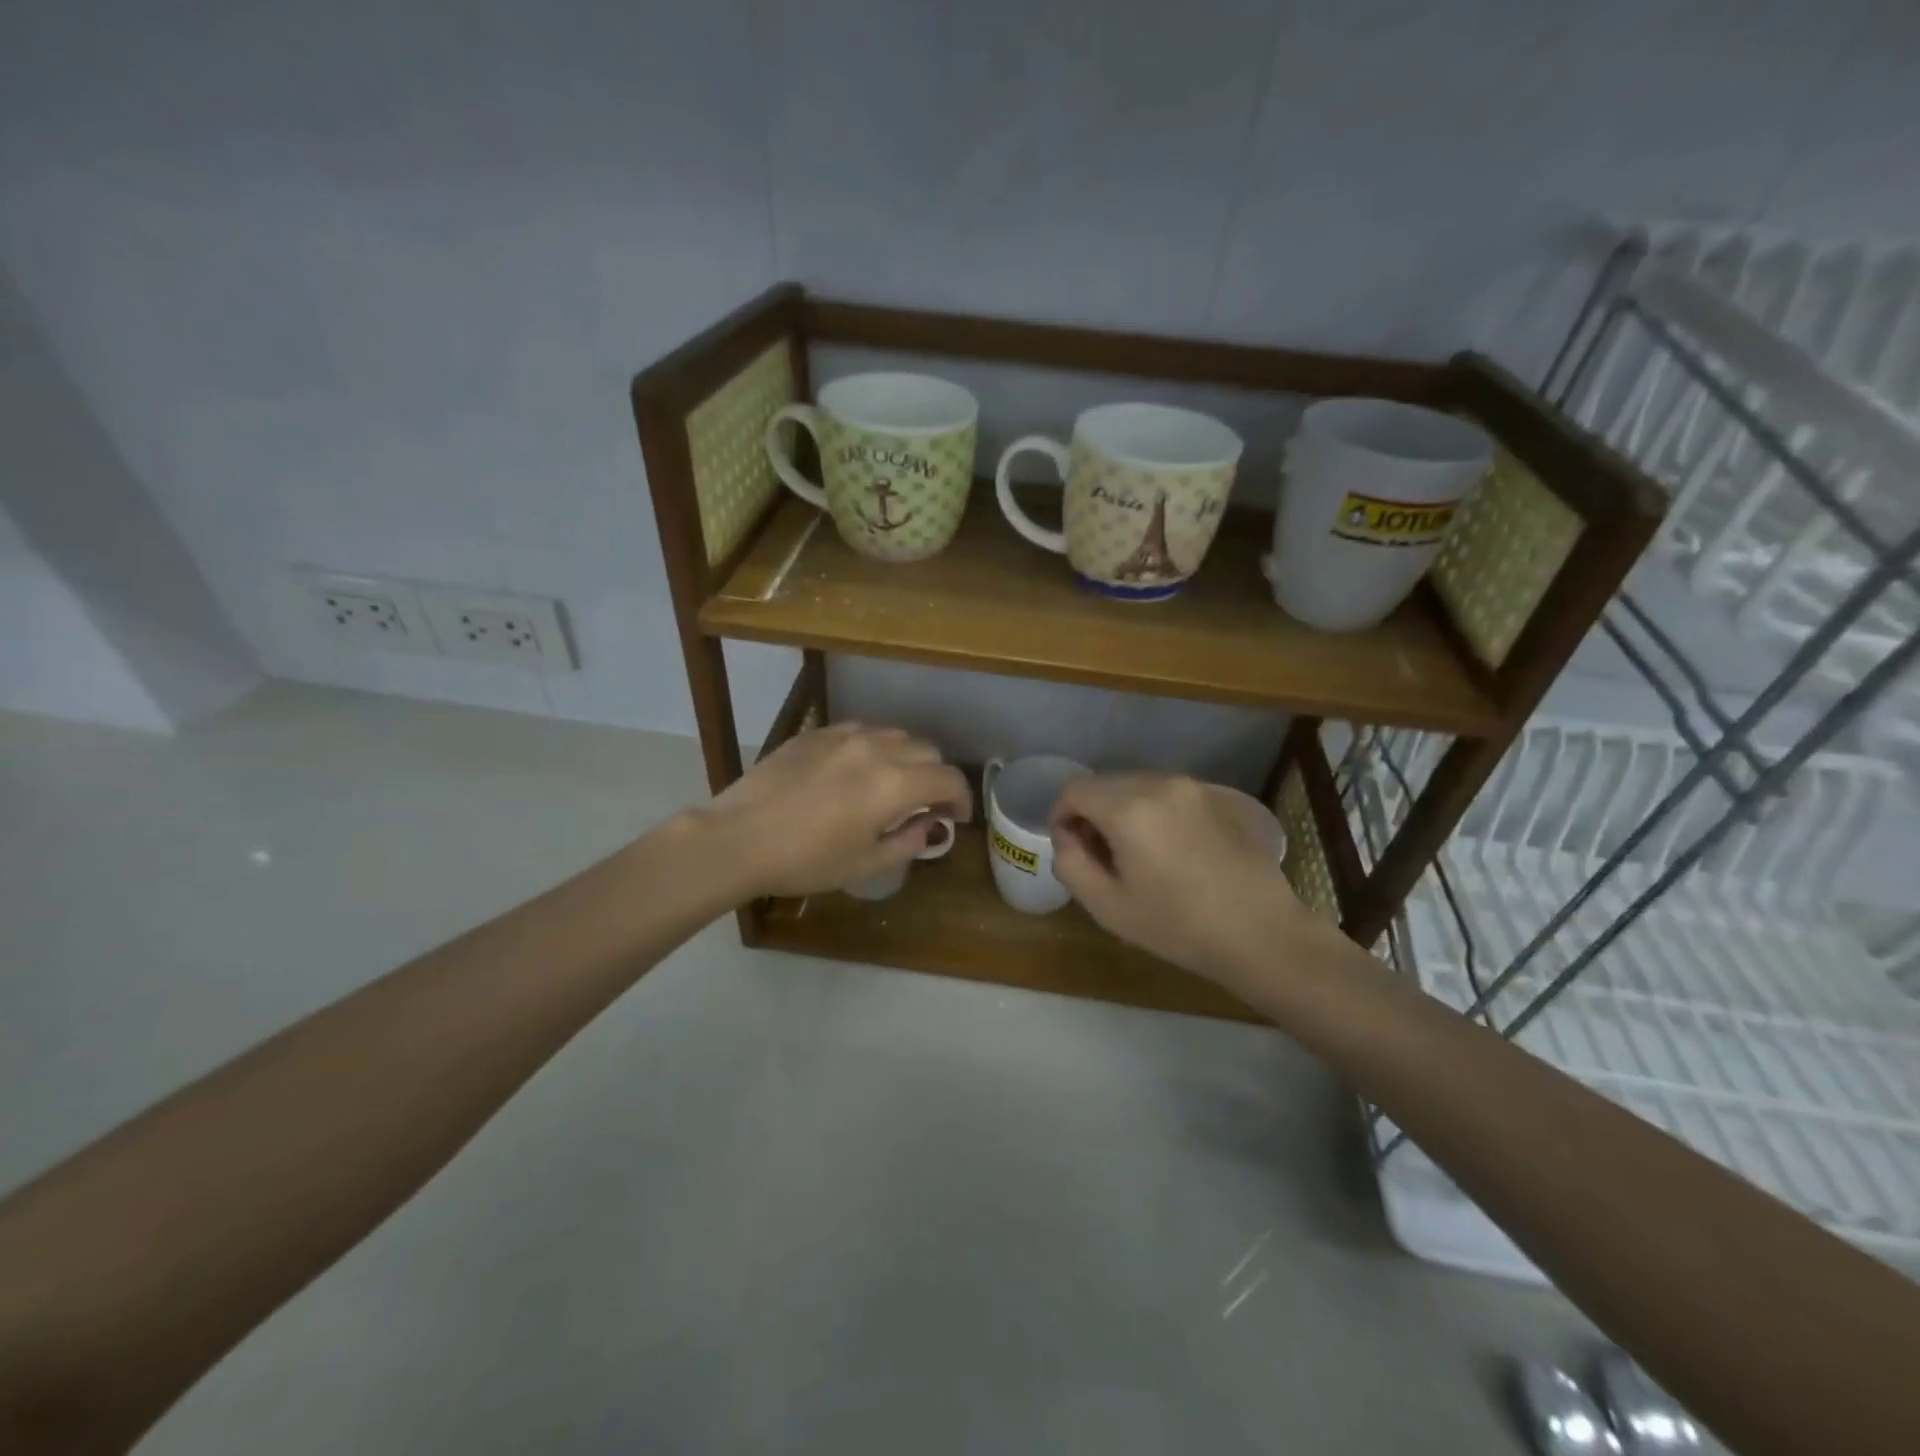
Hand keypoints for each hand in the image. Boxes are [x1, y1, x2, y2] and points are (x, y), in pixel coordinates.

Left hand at [704, 724, 970, 897]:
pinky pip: (862, 731)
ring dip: (907, 758)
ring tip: (893, 784)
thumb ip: (909, 841)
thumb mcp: (866, 864)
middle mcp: (877, 749)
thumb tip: (929, 825)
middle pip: (928, 751)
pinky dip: (875, 748)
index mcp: (895, 784)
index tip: (956, 817)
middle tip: (927, 805)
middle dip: (936, 777)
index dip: (962, 799)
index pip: (949, 779)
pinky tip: (857, 771)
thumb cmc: (806, 861)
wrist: (738, 837)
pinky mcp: (817, 733)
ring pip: (896, 735)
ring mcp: (844, 735)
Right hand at [1049, 773, 1317, 984]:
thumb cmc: (1177, 925)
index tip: (1071, 848)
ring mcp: (1193, 787)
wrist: (1261, 933)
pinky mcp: (1219, 796)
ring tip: (1137, 854)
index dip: (1061, 816)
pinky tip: (1172, 851)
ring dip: (1124, 811)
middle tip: (1101, 856)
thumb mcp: (1107, 906)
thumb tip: (1067, 836)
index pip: (1074, 790)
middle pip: (1105, 784)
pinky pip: (1169, 794)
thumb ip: (1070, 863)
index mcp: (1128, 808)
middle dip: (1092, 813)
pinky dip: (1156, 812)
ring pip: (1138, 786)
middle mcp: (1159, 784)